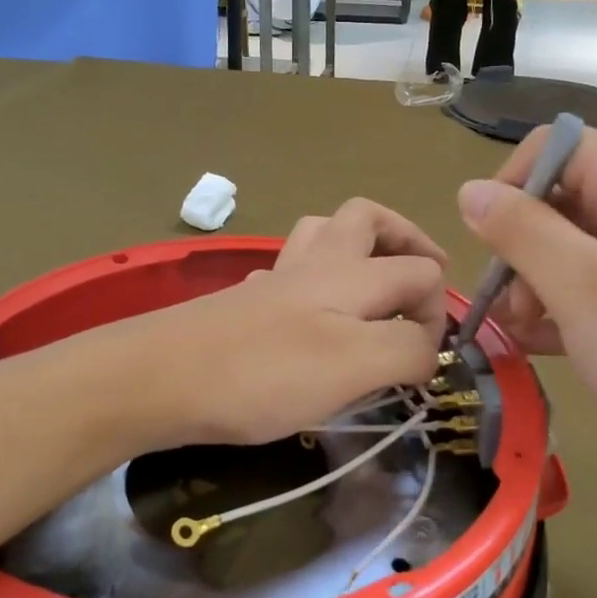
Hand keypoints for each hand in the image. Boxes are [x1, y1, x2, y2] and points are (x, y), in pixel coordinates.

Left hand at [144, 200, 448, 446]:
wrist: (159, 378)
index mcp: (349, 274)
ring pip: (322, 235)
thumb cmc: (262, 373)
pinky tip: (309, 316)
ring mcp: (275, 280)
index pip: (420, 271)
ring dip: (357, 248)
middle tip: (420, 279)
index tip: (427, 361)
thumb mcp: (353, 366)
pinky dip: (312, 282)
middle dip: (404, 239)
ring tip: (372, 287)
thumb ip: (406, 350)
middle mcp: (315, 263)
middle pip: (367, 219)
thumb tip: (428, 347)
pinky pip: (287, 273)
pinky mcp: (244, 303)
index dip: (437, 311)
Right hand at [456, 128, 596, 480]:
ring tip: (525, 331)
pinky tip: (547, 343)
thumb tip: (470, 190)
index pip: (557, 145)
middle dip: (523, 245)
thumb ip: (520, 229)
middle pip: (565, 196)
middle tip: (510, 304)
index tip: (490, 242)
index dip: (512, 183)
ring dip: (539, 280)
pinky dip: (568, 303)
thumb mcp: (578, 286)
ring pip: (578, 244)